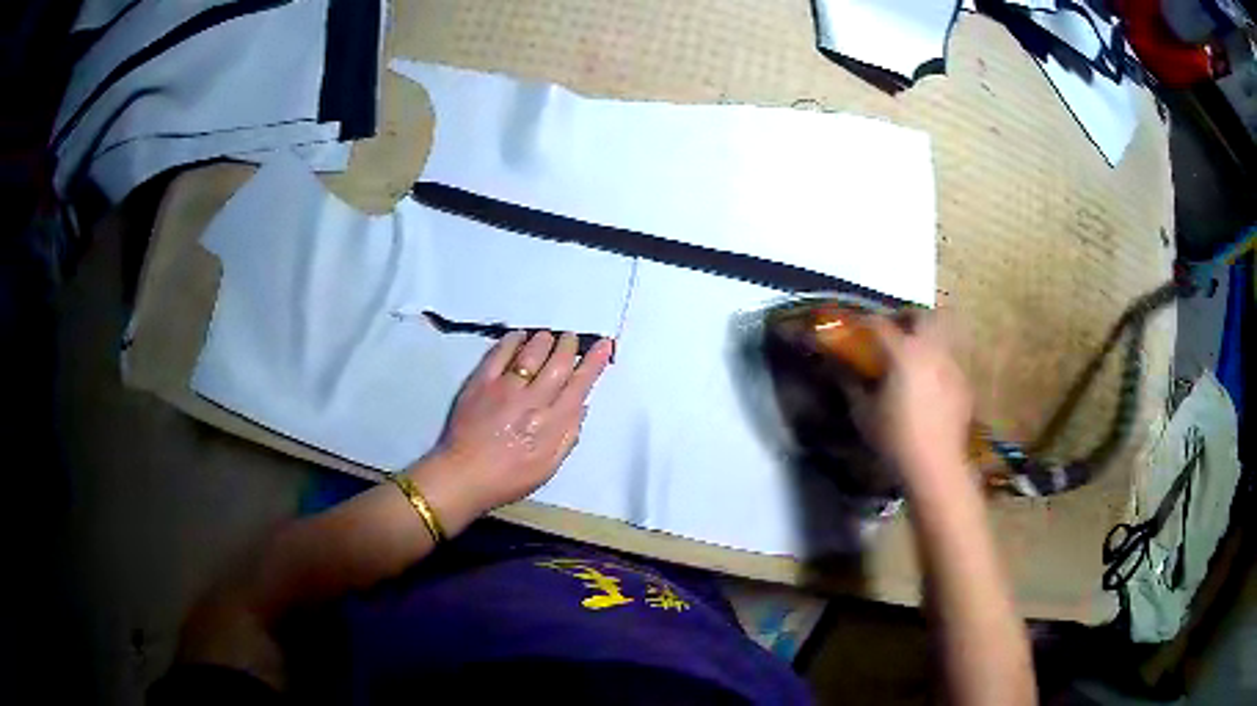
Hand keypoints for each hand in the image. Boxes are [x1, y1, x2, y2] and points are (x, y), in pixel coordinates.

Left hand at [409, 331, 613, 531]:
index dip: (594, 363)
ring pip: (532, 353)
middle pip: (558, 363)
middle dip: (569, 346)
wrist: (463, 476)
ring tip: (549, 336)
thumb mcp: (548, 468)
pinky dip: (513, 340)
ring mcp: (505, 388)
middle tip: (571, 338)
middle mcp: (532, 401)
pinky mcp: (481, 382)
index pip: (579, 385)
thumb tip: (581, 406)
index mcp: (552, 424)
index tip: (604, 345)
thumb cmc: (508, 478)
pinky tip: (519, 336)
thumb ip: (568, 436)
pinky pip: (500, 353)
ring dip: (544, 340)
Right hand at [844, 312, 972, 483]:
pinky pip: (950, 362)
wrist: (936, 465)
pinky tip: (930, 387)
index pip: (880, 325)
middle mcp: (931, 350)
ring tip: (915, 357)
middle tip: (896, 330)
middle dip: (908, 317)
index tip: (855, 327)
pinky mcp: (964, 384)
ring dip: (927, 338)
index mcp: (904, 352)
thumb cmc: (895, 439)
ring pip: (943, 335)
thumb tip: (841, 370)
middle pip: (923, 315)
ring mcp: (952, 365)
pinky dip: (938, 364)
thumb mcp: (864, 414)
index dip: (864, 322)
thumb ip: (852, 386)